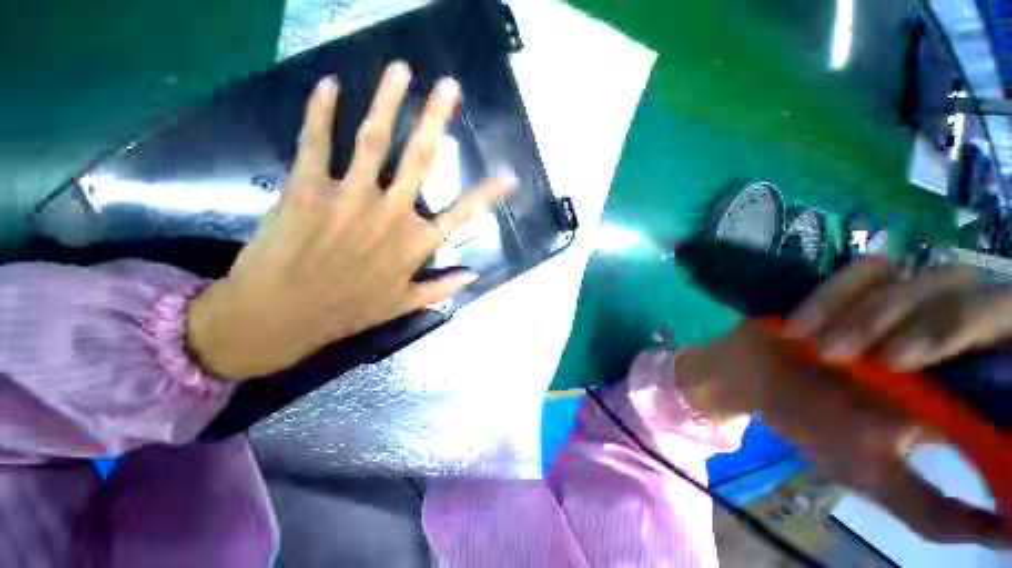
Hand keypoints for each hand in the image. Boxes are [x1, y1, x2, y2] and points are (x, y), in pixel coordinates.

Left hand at [187, 62, 514, 380]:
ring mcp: (348, 197)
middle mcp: (390, 214)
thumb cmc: (348, 310)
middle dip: (436, 119)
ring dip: (388, 101)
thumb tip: (476, 275)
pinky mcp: (306, 188)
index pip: (462, 214)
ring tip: (401, 70)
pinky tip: (329, 85)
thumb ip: (443, 288)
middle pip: (420, 160)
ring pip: (374, 140)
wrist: (281, 314)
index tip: (509, 175)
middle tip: (449, 86)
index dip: (488, 194)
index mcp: (415, 243)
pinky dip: (321, 111)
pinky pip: (316, 142)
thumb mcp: (404, 304)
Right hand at [679, 259, 1010, 545]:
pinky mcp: (855, 281)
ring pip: (922, 283)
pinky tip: (801, 328)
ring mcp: (898, 297)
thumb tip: (1004, 533)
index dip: (1006, 350)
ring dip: (869, 320)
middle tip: (885, 363)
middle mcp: (943, 329)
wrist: (750, 375)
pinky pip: (867, 271)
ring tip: (826, 352)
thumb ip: (935, 514)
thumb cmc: (815, 424)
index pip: (1011, 345)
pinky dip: (834, 299)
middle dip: (929, 332)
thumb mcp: (879, 479)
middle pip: (976, 301)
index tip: (933, 376)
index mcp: (961, 381)